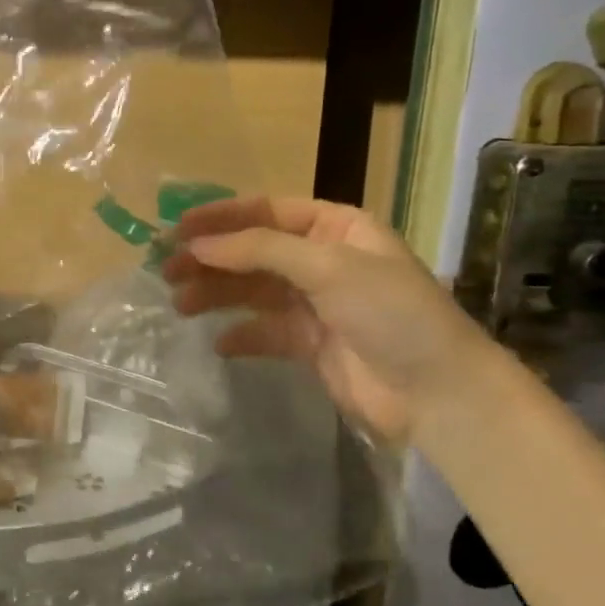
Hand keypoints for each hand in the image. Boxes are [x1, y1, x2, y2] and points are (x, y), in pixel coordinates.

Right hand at [160, 196, 492, 448]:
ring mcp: (315, 303)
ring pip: (253, 290)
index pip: (266, 212)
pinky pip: (265, 331)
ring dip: (216, 294)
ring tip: (179, 304)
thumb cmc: (390, 313)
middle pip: (253, 251)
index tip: (177, 229)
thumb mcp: (328, 267)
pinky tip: (219, 343)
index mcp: (335, 227)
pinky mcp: (310, 343)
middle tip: (166, 270)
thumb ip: (260, 250)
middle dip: (210, 259)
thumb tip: (198, 244)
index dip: (220, 218)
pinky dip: (241, 335)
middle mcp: (322, 259)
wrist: (438, 393)